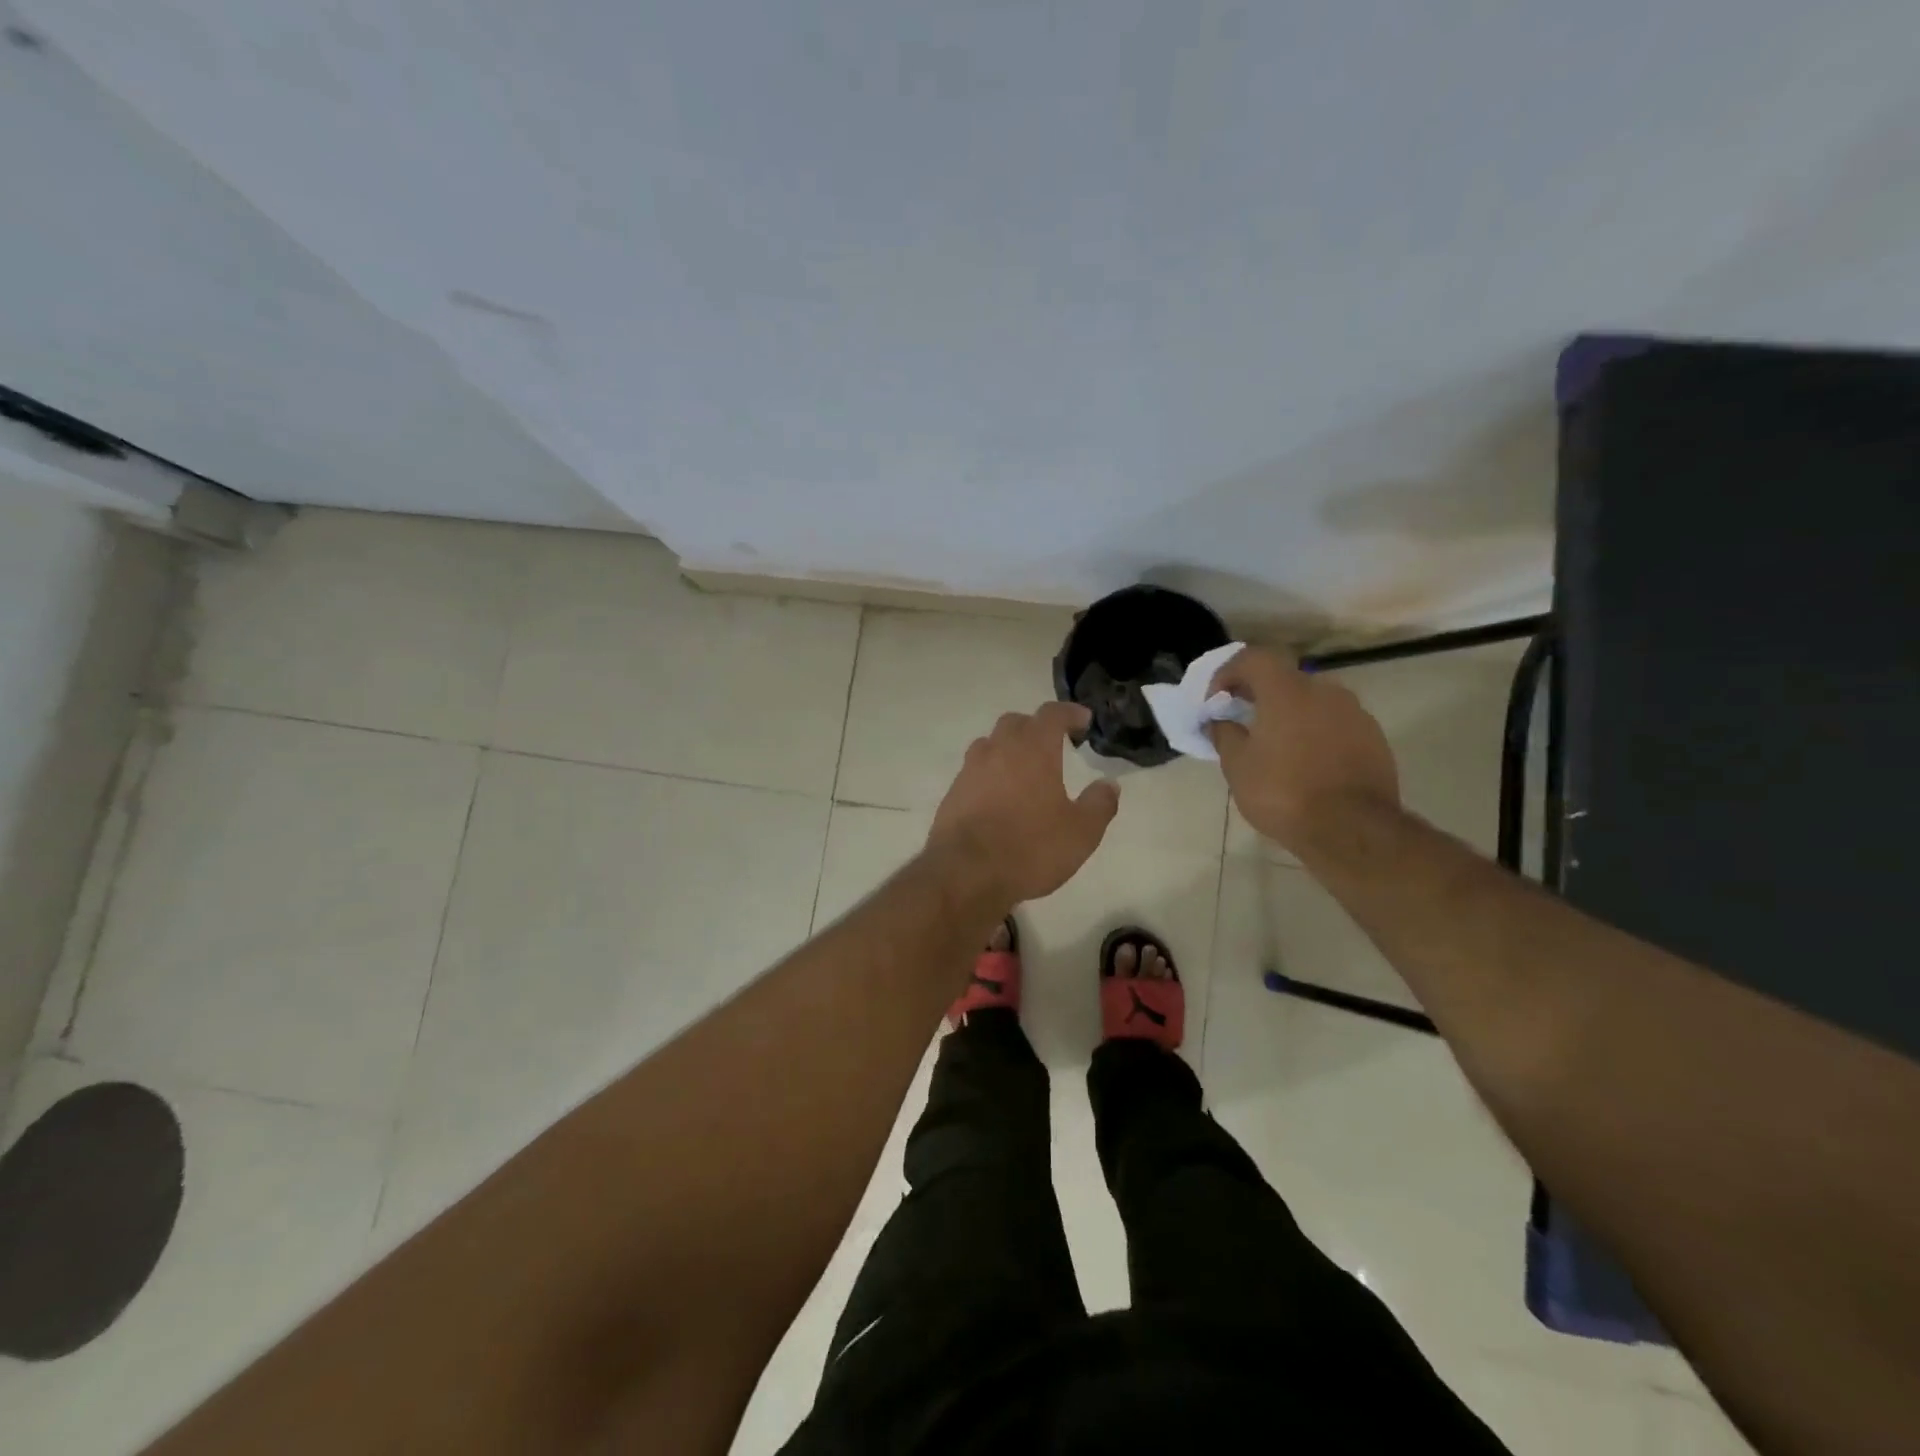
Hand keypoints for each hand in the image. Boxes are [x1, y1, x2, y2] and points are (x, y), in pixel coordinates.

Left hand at [928, 701, 1119, 904]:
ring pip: (990, 744)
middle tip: (1053, 743)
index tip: (1083, 720)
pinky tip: (999, 796)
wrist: (965, 873)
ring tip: (1024, 768)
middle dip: (1036, 727)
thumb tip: (1109, 784)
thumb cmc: (1030, 848)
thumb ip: (1099, 804)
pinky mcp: (953, 793)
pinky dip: (990, 774)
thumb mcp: (1081, 832)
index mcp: (1033, 749)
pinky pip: (974, 771)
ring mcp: (970, 770)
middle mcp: (999, 750)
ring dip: (1009, 748)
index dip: (1069, 713)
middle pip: (1016, 723)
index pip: (1052, 714)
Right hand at [1207, 647, 1400, 852]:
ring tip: (1275, 745)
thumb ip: (1224, 734)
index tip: (1215, 700)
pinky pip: (1335, 723)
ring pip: (1313, 701)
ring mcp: (1354, 713)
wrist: (1352, 829)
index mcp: (1287, 691)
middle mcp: (1324, 690)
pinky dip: (1315, 732)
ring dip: (1290, 714)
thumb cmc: (1283, 792)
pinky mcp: (1373, 737)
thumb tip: (1219, 720)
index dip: (1228, 673)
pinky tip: (1306, 762)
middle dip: (1259, 694)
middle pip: (1284, 678)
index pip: (1253, 658)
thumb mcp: (1238, 766)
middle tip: (1242, 720)